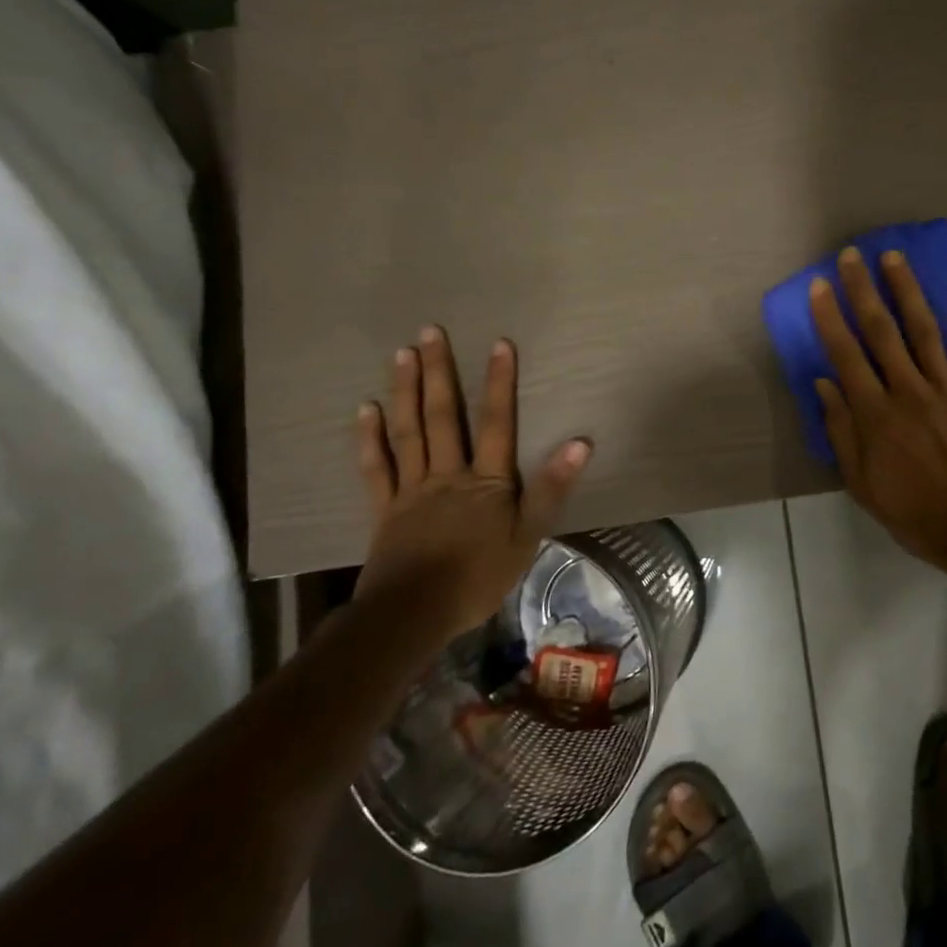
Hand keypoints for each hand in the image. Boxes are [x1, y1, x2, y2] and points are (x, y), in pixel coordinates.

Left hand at [355, 327, 591, 634]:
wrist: (414, 614)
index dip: (499, 382)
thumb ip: (551, 488)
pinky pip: (376, 467)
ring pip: (408, 431)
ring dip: (405, 390)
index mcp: (485, 481)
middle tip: (430, 331)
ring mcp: (411, 489)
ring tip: (403, 354)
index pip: (496, 422)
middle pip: (443, 416)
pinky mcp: (384, 508)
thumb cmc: (479, 577)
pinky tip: (366, 409)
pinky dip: (370, 437)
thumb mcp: (529, 536)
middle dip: (439, 372)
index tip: (499, 343)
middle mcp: (447, 474)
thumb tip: (580, 442)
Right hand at [810, 248, 946, 570]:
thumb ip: (841, 431)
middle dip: (862, 289)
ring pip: (924, 328)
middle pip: (881, 330)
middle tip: (851, 256)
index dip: (829, 316)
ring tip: (894, 257)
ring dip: (907, 289)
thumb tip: (824, 383)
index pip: (845, 354)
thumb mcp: (862, 484)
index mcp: (875, 414)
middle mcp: (908, 389)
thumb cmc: (914, 512)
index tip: (819, 285)